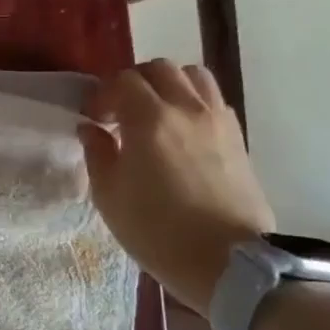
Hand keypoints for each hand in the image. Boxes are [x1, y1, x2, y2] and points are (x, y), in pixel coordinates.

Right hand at [80, 60, 275, 312]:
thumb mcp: (109, 196)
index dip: (102, 95)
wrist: (225, 260)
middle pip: (159, 69)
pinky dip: (191, 102)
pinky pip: (212, 99)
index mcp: (150, 120)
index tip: (92, 118)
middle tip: (118, 112)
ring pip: (192, 76)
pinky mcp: (237, 137)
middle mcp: (187, 109)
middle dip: (133, 83)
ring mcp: (217, 120)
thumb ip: (97, 154)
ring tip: (153, 114)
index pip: (123, 81)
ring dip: (167, 85)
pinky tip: (180, 131)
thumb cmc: (156, 231)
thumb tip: (92, 129)